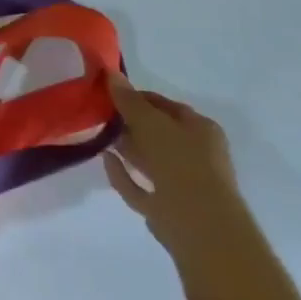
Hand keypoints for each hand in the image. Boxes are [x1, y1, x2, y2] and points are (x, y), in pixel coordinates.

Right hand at [102, 77, 252, 259]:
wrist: (200, 226)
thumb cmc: (181, 162)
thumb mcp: (150, 123)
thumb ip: (128, 100)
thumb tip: (110, 74)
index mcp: (201, 130)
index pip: (165, 106)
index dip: (137, 98)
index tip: (109, 95)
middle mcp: (196, 155)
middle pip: (158, 134)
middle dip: (130, 124)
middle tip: (100, 115)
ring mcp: (183, 184)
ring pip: (150, 160)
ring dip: (126, 148)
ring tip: (99, 135)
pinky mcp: (168, 209)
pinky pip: (141, 186)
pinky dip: (124, 174)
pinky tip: (105, 161)